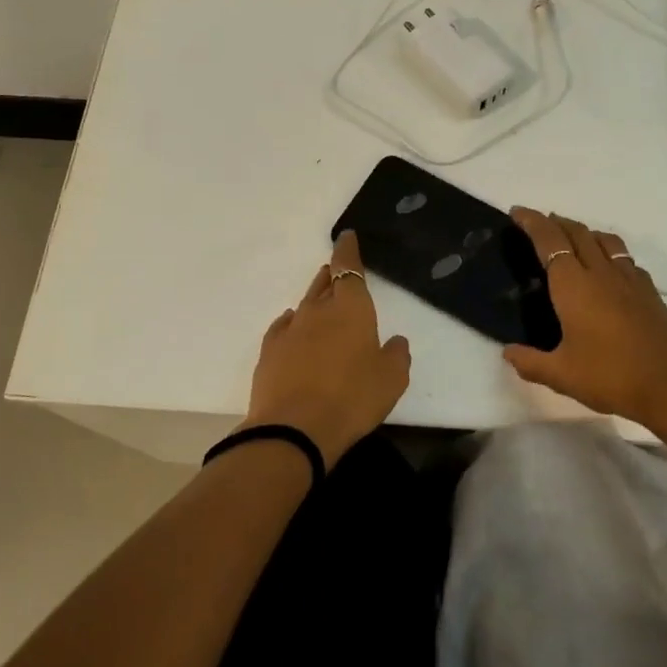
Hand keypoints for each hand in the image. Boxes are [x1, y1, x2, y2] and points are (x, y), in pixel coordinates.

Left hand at [240, 231, 411, 467]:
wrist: (294, 428)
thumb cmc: (353, 399)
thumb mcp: (391, 380)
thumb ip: (397, 355)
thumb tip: (395, 342)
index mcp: (351, 309)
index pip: (349, 268)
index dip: (348, 251)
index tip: (346, 237)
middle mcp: (318, 311)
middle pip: (325, 283)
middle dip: (333, 274)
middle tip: (337, 271)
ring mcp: (290, 329)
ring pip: (305, 303)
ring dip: (315, 297)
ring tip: (321, 296)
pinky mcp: (270, 350)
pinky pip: (283, 326)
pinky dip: (292, 322)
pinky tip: (293, 324)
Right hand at [504, 207, 666, 434]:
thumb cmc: (611, 377)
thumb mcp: (561, 376)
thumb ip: (530, 362)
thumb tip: (508, 353)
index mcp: (574, 285)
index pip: (550, 241)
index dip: (532, 222)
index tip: (517, 212)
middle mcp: (602, 273)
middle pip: (578, 233)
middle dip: (556, 222)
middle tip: (539, 223)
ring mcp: (630, 280)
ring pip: (605, 240)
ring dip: (584, 232)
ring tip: (572, 239)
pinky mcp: (650, 292)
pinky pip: (625, 258)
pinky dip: (609, 251)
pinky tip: (608, 269)